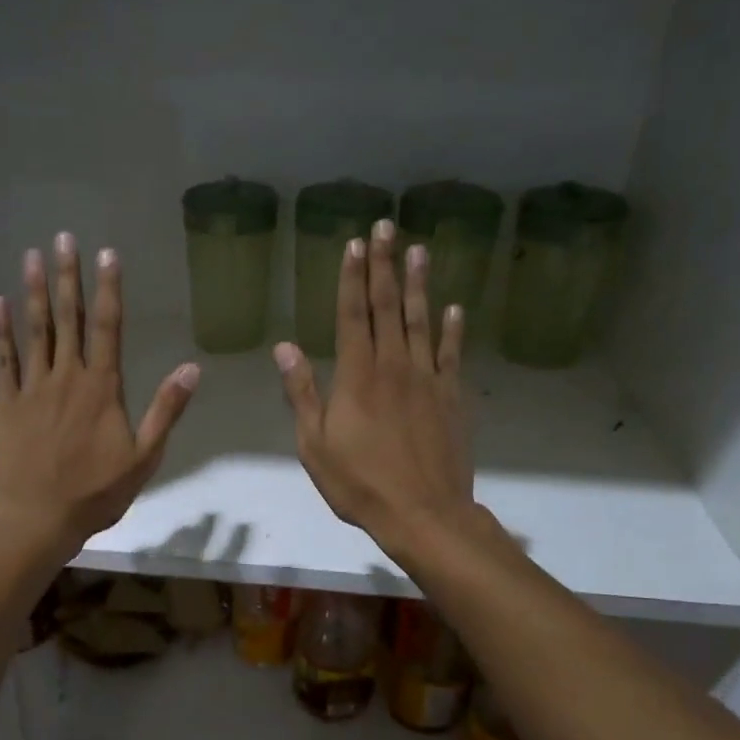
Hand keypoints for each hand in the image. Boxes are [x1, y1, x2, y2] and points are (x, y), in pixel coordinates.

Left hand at [0, 233, 198, 559]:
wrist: (39, 516)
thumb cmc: (96, 491)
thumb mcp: (144, 455)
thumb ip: (166, 409)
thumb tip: (192, 367)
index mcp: (102, 387)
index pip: (108, 327)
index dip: (108, 289)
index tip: (106, 254)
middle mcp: (67, 377)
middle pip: (68, 318)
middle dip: (67, 276)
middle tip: (63, 238)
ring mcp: (32, 387)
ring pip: (34, 330)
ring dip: (33, 291)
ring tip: (31, 255)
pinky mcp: (6, 403)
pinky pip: (3, 359)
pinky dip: (1, 330)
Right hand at [276, 219, 474, 555]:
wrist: (423, 513)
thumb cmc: (359, 483)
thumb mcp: (315, 444)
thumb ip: (302, 393)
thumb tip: (285, 347)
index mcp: (357, 375)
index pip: (353, 315)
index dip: (353, 278)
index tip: (355, 244)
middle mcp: (394, 366)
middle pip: (388, 307)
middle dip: (385, 265)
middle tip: (387, 226)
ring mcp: (427, 379)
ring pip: (421, 321)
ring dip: (419, 284)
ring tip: (419, 249)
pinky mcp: (452, 397)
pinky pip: (451, 354)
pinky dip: (453, 328)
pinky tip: (454, 307)